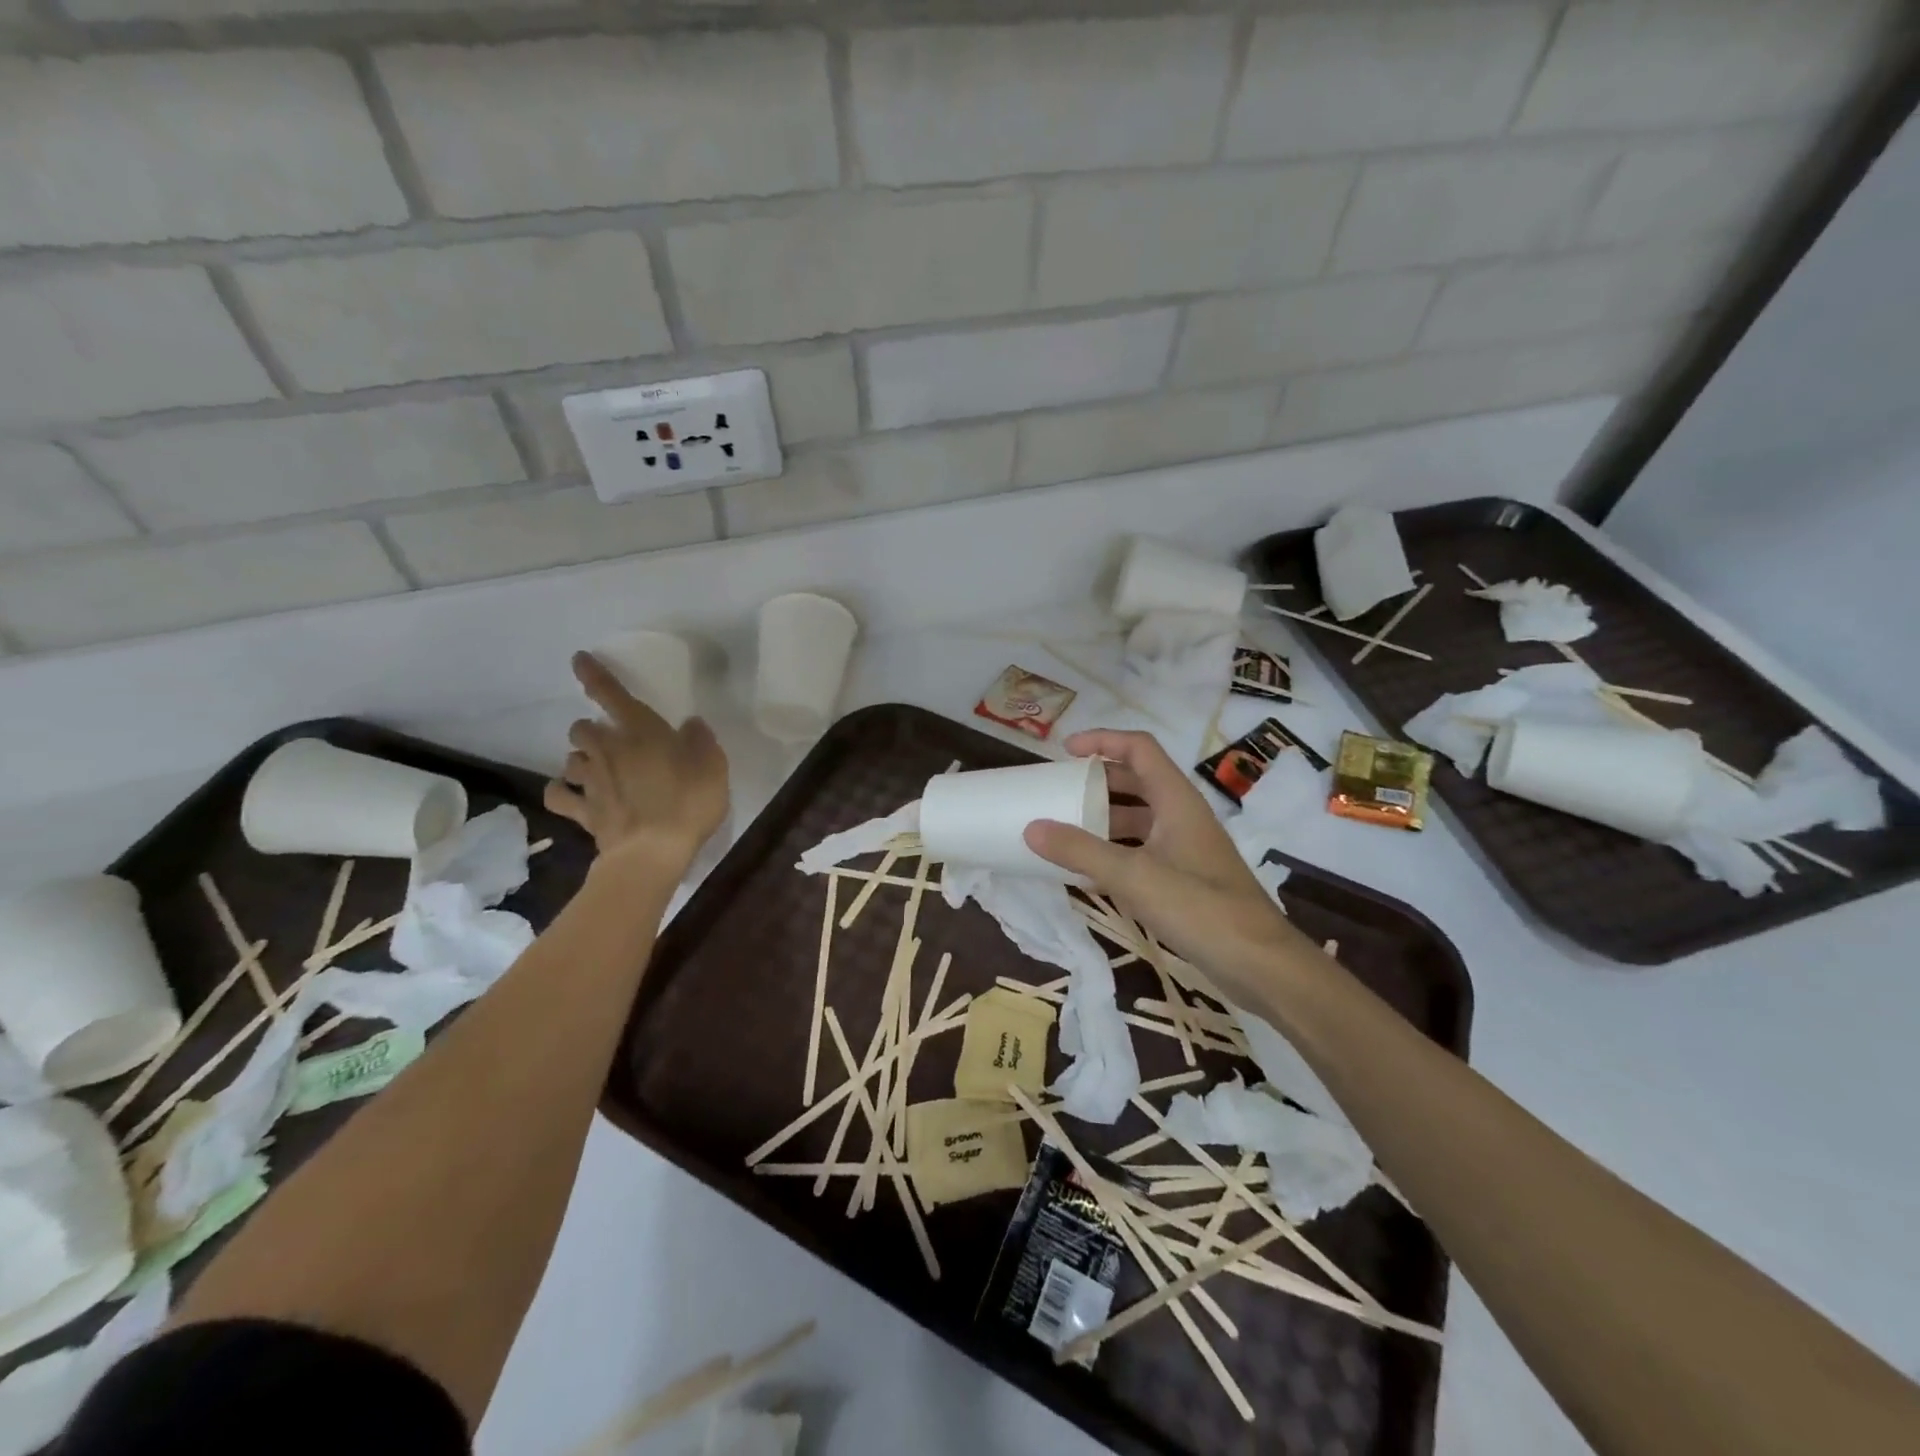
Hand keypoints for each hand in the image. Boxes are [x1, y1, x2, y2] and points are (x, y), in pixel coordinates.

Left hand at [545, 652, 729, 872]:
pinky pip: (559, 796)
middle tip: (611, 740)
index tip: (578, 659)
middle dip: (592, 729)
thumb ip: (701, 740)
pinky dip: (561, 792)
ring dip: (580, 759)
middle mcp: (608, 750)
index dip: (595, 675)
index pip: (612, 694)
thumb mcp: (713, 766)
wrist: (652, 852)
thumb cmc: (688, 802)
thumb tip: (690, 724)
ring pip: (570, 759)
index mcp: (641, 731)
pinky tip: (569, 794)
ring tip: (595, 768)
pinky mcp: (582, 812)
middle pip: (582, 727)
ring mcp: (590, 782)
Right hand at [1024, 729, 1313, 997]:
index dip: (1102, 741)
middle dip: (1097, 781)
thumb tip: (1031, 828)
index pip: (1139, 748)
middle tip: (1059, 791)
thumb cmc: (1200, 908)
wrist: (1259, 965)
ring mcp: (1185, 849)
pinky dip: (1113, 853)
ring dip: (1103, 819)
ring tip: (1064, 830)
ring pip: (1138, 819)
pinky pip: (1141, 852)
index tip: (1064, 751)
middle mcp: (1182, 817)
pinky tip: (1086, 874)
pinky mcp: (1184, 880)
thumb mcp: (1133, 876)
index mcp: (1176, 800)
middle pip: (1137, 781)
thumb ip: (1080, 851)